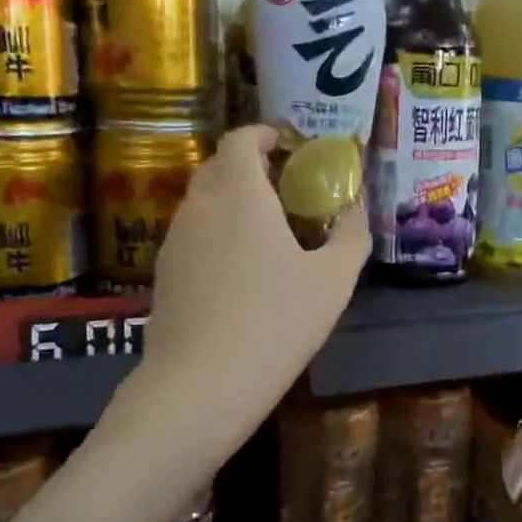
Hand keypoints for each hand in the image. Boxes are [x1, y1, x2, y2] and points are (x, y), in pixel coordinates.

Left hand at [139, 125, 367, 441]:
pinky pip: (193, 234)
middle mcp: (199, 205)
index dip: (266, 134)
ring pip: (204, 202)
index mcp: (239, 193)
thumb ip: (352, 234)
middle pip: (219, 166)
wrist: (199, 387)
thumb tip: (358, 206)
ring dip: (234, 202)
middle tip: (290, 191)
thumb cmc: (276, 322)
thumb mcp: (333, 280)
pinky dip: (217, 233)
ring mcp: (174, 240)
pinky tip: (241, 272)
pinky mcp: (163, 274)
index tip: (293, 149)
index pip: (241, 138)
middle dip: (252, 168)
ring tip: (269, 232)